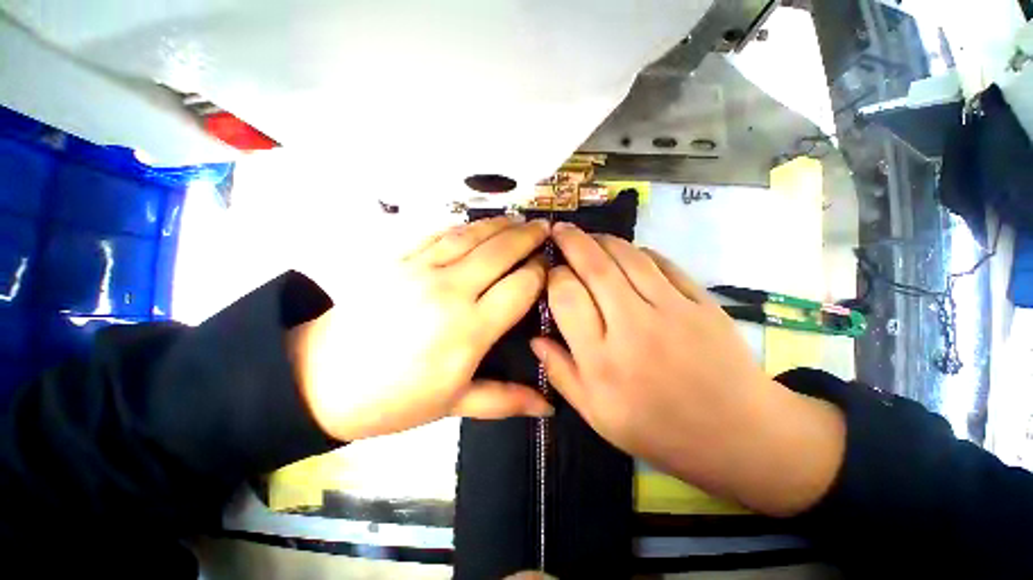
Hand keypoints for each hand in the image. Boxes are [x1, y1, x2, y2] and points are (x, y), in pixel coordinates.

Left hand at [289, 216, 552, 441]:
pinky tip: (476, 225)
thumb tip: (549, 407)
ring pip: (470, 236)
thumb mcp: (455, 405)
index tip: (550, 267)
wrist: (322, 382)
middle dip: (528, 237)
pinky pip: (437, 234)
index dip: (540, 273)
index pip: (520, 287)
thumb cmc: (396, 399)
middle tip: (545, 228)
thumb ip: (506, 401)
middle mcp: (449, 292)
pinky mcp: (396, 260)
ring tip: (519, 219)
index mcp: (469, 330)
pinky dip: (463, 226)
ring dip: (499, 225)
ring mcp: (419, 270)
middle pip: (500, 252)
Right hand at [532, 223, 844, 515]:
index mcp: (601, 359)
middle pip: (596, 268)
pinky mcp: (701, 302)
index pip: (567, 297)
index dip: (554, 276)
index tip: (551, 271)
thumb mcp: (597, 415)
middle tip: (560, 228)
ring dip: (604, 240)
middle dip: (572, 241)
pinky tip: (630, 252)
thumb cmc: (658, 429)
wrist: (737, 435)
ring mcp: (672, 310)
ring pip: (629, 257)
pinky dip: (641, 251)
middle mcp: (632, 327)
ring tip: (590, 236)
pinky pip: (664, 264)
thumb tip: (535, 339)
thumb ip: (561, 373)